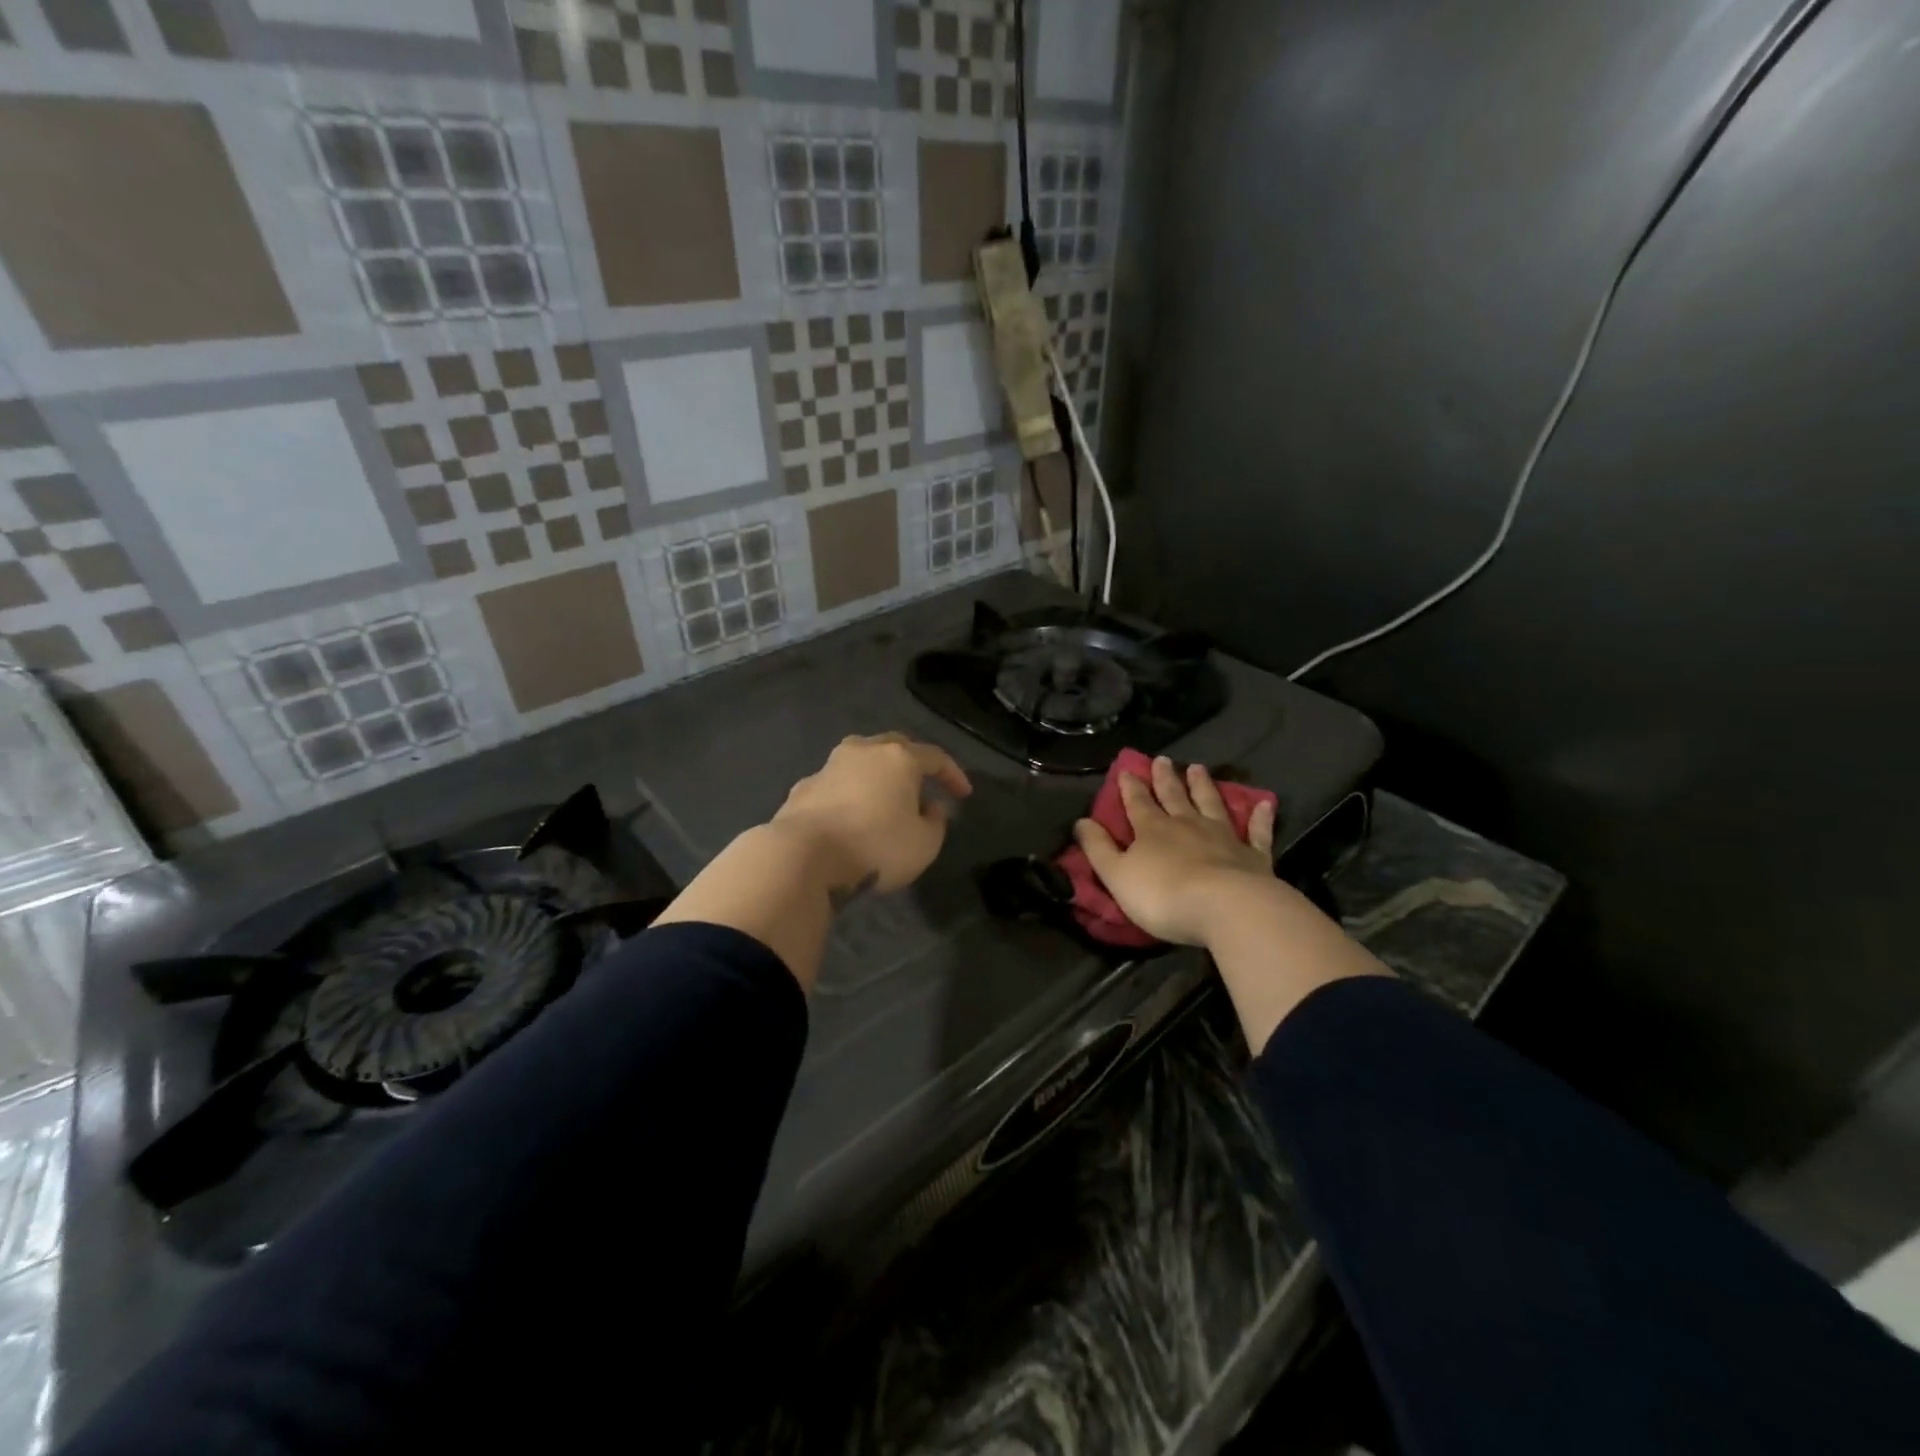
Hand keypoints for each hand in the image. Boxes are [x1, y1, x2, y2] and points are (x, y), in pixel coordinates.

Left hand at [770, 733, 972, 897]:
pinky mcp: (804, 787)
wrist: (802, 856)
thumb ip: (936, 822)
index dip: (953, 774)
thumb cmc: (874, 847)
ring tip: (884, 798)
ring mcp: (829, 766)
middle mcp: (863, 752)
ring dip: (877, 775)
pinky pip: (836, 783)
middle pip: (895, 747)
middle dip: (913, 764)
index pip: (935, 757)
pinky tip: (850, 816)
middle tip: (922, 785)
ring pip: (861, 760)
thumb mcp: (924, 845)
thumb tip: (930, 807)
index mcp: (899, 758)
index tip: (963, 795)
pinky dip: (849, 793)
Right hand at [1073, 756, 1277, 947]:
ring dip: (1204, 786)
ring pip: (1211, 805)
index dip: (1130, 788)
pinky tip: (1265, 803)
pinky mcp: (1254, 856)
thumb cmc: (1163, 895)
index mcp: (1152, 830)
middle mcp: (1187, 825)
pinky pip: (1257, 832)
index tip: (1127, 770)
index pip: (1137, 803)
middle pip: (1174, 797)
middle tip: (1163, 759)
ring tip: (1199, 768)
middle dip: (1166, 778)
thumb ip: (1098, 849)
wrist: (1226, 908)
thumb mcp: (1117, 875)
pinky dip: (1260, 818)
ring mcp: (1223, 837)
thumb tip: (1081, 822)